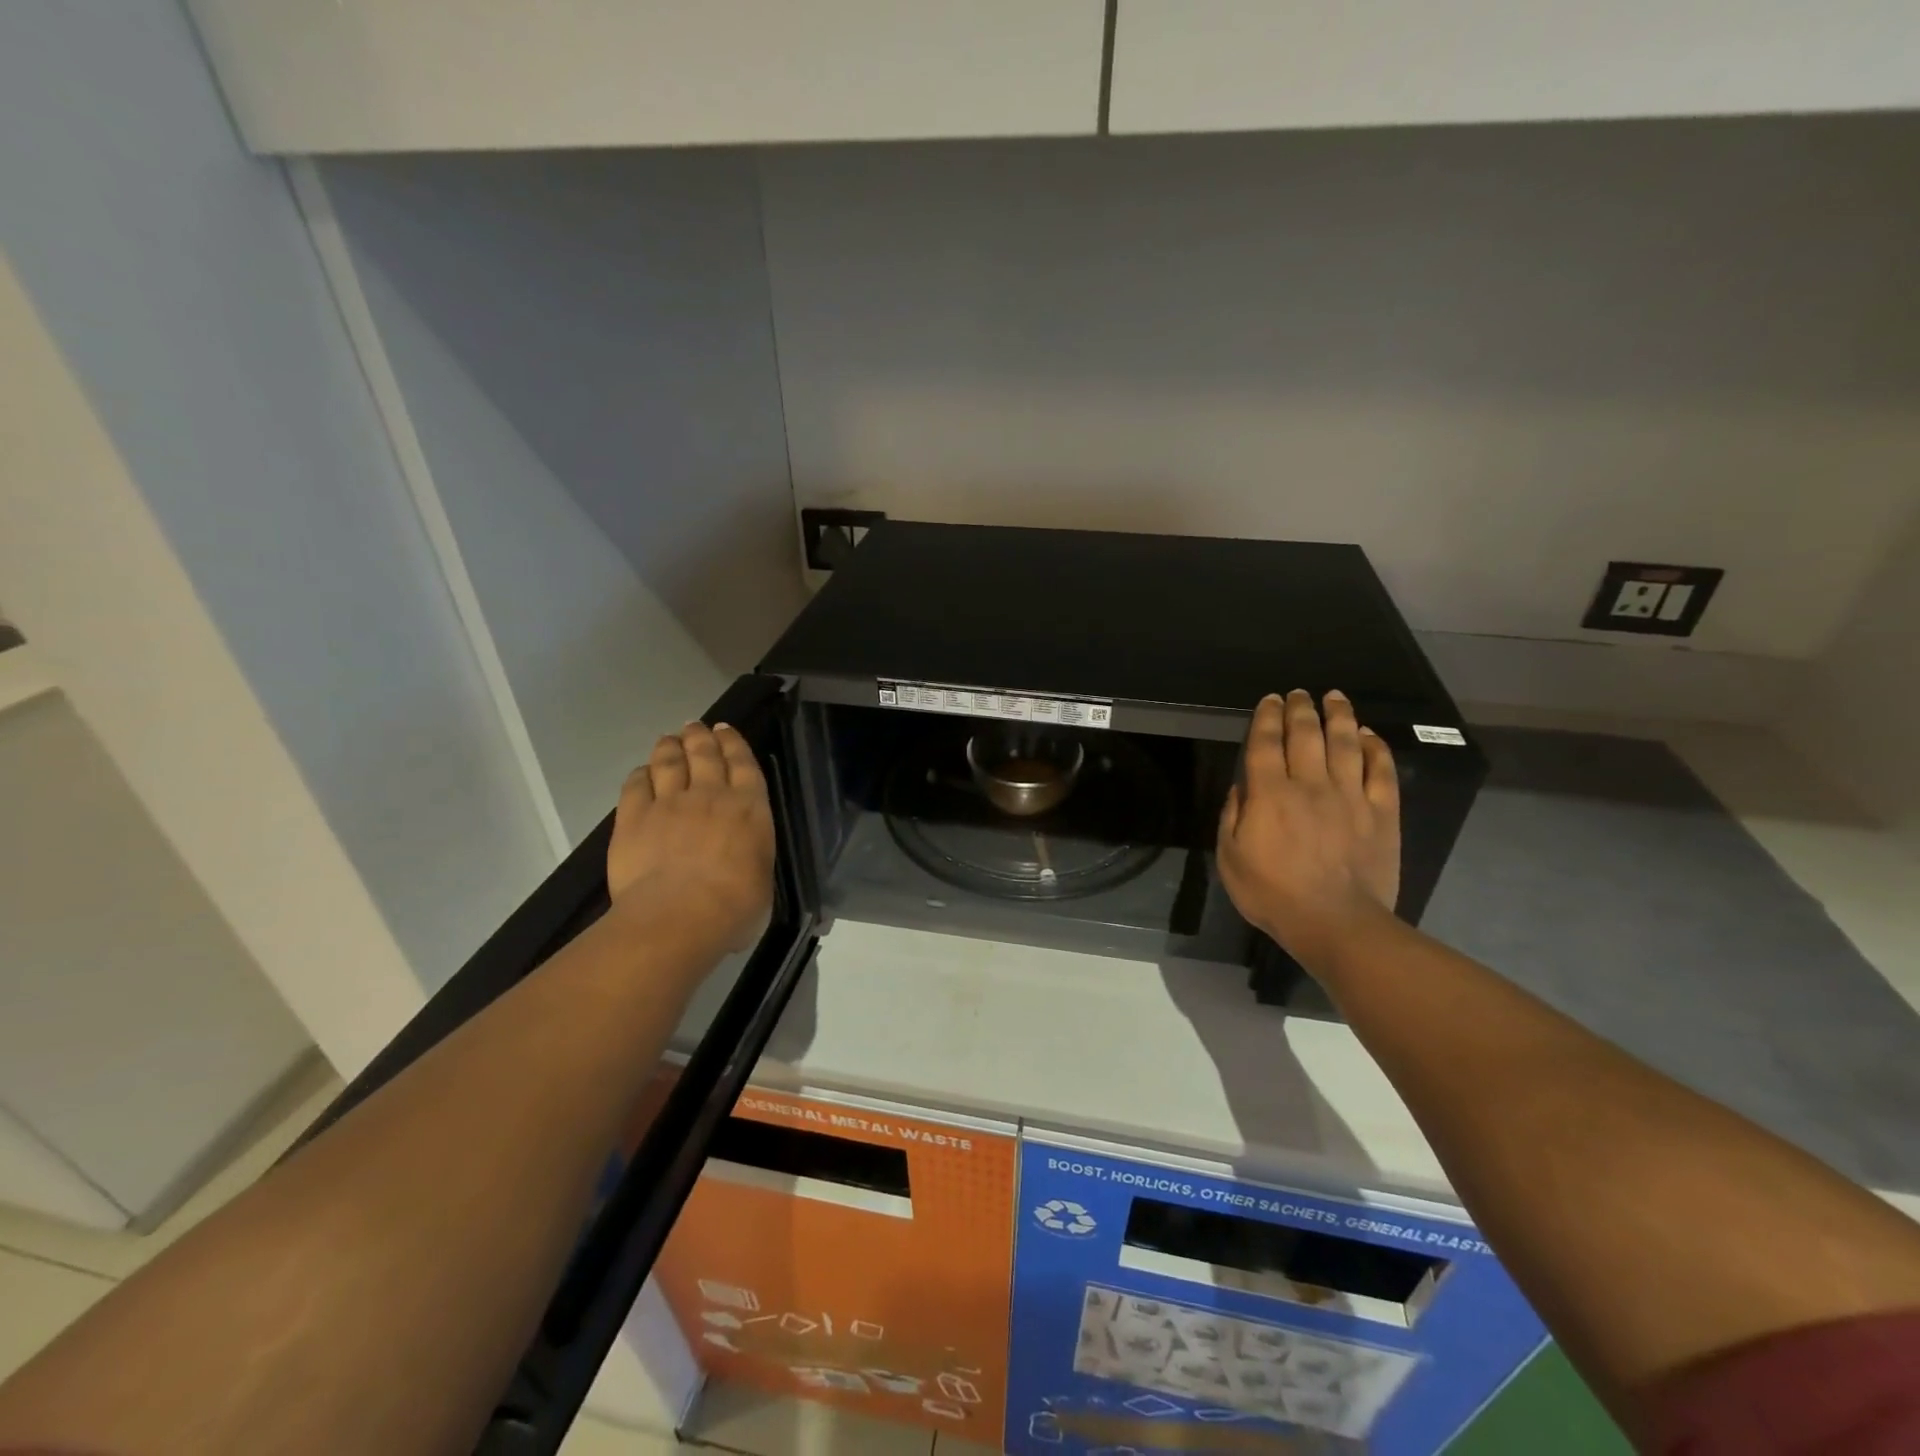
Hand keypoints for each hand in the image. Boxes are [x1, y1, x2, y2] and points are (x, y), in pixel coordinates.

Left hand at [607, 722, 774, 953]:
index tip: (725, 729)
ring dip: (669, 746)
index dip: (733, 742)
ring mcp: (669, 803)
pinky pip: (635, 786)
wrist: (679, 917)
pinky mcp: (633, 818)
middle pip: (704, 753)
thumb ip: (750, 857)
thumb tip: (742, 862)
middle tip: (695, 726)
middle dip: (700, 736)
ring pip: (668, 762)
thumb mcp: (761, 880)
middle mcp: (710, 795)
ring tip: (669, 739)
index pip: (743, 763)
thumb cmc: (735, 907)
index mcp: (749, 808)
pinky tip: (641, 772)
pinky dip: (639, 775)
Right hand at [1217, 690, 1400, 971]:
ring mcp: (1350, 796)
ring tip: (1335, 698)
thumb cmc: (1273, 894)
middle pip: (1306, 735)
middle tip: (1299, 693)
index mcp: (1270, 794)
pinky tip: (1369, 735)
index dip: (1267, 718)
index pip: (1266, 743)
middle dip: (1301, 709)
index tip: (1270, 700)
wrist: (1336, 923)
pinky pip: (1381, 771)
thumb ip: (1233, 816)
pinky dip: (1376, 748)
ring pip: (1346, 743)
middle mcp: (1310, 785)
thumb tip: (1242, 787)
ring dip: (1339, 716)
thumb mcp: (1231, 858)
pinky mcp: (1381, 813)